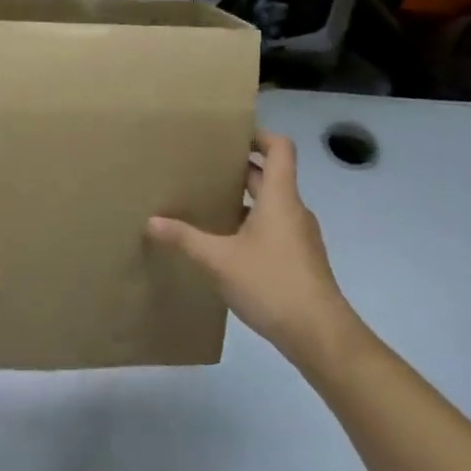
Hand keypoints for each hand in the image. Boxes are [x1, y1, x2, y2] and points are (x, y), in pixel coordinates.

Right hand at [147, 132, 363, 370]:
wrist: (320, 335)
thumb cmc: (272, 284)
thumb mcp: (219, 260)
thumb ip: (185, 239)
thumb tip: (151, 222)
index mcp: (280, 198)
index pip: (279, 148)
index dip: (259, 135)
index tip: (230, 135)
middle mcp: (293, 210)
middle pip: (270, 175)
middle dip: (240, 168)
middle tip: (204, 166)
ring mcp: (299, 236)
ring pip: (271, 204)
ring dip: (244, 198)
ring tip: (209, 201)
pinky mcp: (299, 260)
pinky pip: (274, 227)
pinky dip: (252, 224)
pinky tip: (226, 242)